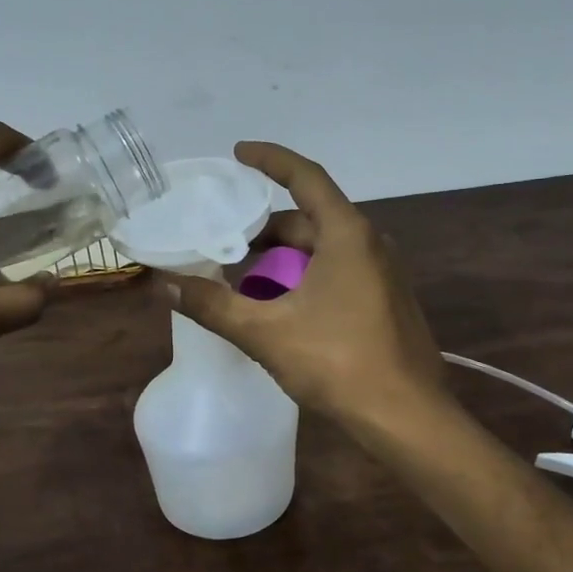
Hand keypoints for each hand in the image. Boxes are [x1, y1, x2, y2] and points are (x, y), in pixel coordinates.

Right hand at [164, 142, 446, 428]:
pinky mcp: (384, 302)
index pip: (306, 178)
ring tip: (240, 279)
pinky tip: (276, 306)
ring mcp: (381, 275)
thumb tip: (164, 284)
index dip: (270, 160)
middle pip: (308, 219)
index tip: (238, 153)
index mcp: (347, 235)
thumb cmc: (339, 363)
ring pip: (321, 250)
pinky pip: (335, 272)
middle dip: (264, 229)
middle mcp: (369, 244)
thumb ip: (213, 305)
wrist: (408, 418)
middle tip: (222, 240)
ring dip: (281, 258)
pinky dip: (301, 277)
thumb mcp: (266, 332)